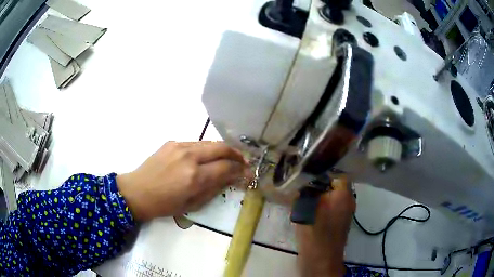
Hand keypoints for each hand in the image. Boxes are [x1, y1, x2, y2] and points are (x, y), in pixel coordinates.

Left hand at [117, 141, 251, 220]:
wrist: (137, 192)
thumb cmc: (165, 205)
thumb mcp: (192, 204)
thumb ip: (214, 189)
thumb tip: (231, 178)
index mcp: (195, 177)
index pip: (226, 167)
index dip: (240, 169)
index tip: (248, 173)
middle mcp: (189, 157)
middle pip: (221, 148)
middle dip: (236, 154)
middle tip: (243, 161)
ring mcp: (180, 146)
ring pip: (209, 143)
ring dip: (222, 150)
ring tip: (228, 158)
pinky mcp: (172, 142)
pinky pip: (196, 143)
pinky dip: (206, 149)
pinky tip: (205, 157)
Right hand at [295, 177, 354, 276]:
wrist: (320, 256)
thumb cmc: (315, 228)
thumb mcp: (306, 205)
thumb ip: (305, 190)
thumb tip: (301, 180)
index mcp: (344, 193)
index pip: (337, 174)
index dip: (323, 172)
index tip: (309, 174)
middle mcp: (349, 201)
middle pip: (335, 186)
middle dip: (320, 185)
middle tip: (305, 186)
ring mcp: (345, 213)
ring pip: (333, 198)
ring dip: (321, 197)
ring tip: (305, 198)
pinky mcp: (339, 223)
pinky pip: (332, 209)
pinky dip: (323, 207)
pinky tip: (310, 211)